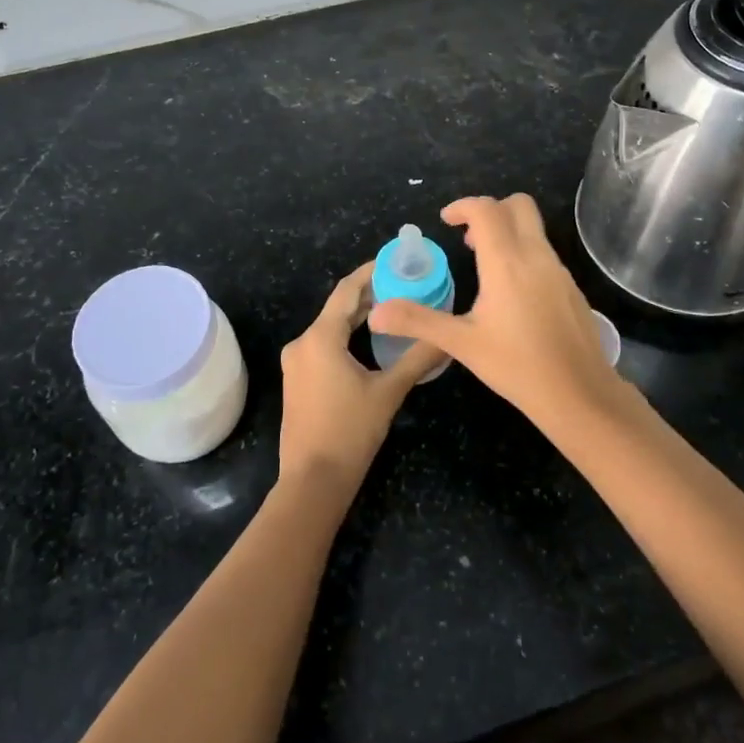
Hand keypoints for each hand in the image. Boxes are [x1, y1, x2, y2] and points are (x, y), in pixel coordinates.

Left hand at [278, 263, 442, 494]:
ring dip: (359, 316)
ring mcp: (296, 363)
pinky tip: (370, 340)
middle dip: (370, 294)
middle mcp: (302, 343)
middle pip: (338, 307)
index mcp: (320, 338)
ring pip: (330, 327)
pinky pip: (323, 344)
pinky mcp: (297, 380)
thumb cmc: (350, 431)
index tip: (397, 261)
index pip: (347, 290)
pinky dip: (346, 335)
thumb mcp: (389, 391)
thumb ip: (418, 358)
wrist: (313, 481)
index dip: (371, 272)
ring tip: (394, 307)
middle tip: (404, 284)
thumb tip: (447, 336)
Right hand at [367, 195, 635, 429]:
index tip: (446, 221)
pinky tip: (512, 295)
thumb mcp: (461, 344)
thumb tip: (376, 312)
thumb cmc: (517, 366)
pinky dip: (524, 254)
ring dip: (508, 232)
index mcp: (507, 262)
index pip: (486, 209)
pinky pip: (545, 253)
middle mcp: (536, 256)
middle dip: (490, 210)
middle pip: (518, 205)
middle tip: (468, 238)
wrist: (580, 394)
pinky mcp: (572, 288)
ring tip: (484, 266)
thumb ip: (418, 321)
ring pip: (534, 229)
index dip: (463, 206)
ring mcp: (559, 270)